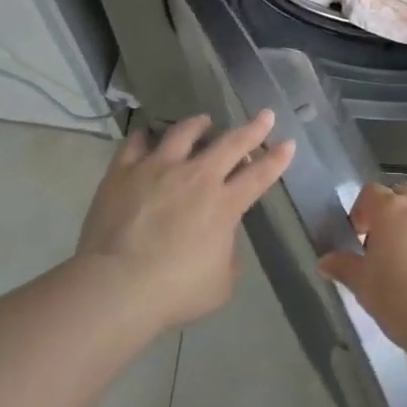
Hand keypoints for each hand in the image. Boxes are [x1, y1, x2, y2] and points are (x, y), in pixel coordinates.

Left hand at [76, 111, 295, 327]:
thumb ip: (227, 253)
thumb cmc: (174, 291)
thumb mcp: (220, 283)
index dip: (277, 159)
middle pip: (231, 144)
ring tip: (203, 122)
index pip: (259, 175)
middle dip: (253, 128)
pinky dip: (147, 136)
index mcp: (224, 205)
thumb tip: (221, 237)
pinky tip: (149, 135)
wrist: (117, 285)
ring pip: (184, 133)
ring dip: (199, 125)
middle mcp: (196, 177)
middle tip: (265, 115)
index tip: (288, 143)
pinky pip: (137, 142)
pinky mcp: (124, 170)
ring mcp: (158, 168)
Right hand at [317, 183, 406, 356]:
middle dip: (395, 216)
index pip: (371, 193)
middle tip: (392, 249)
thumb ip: (344, 267)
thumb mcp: (364, 287)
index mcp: (393, 210)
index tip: (362, 238)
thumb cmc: (402, 302)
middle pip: (405, 197)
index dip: (363, 212)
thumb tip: (325, 261)